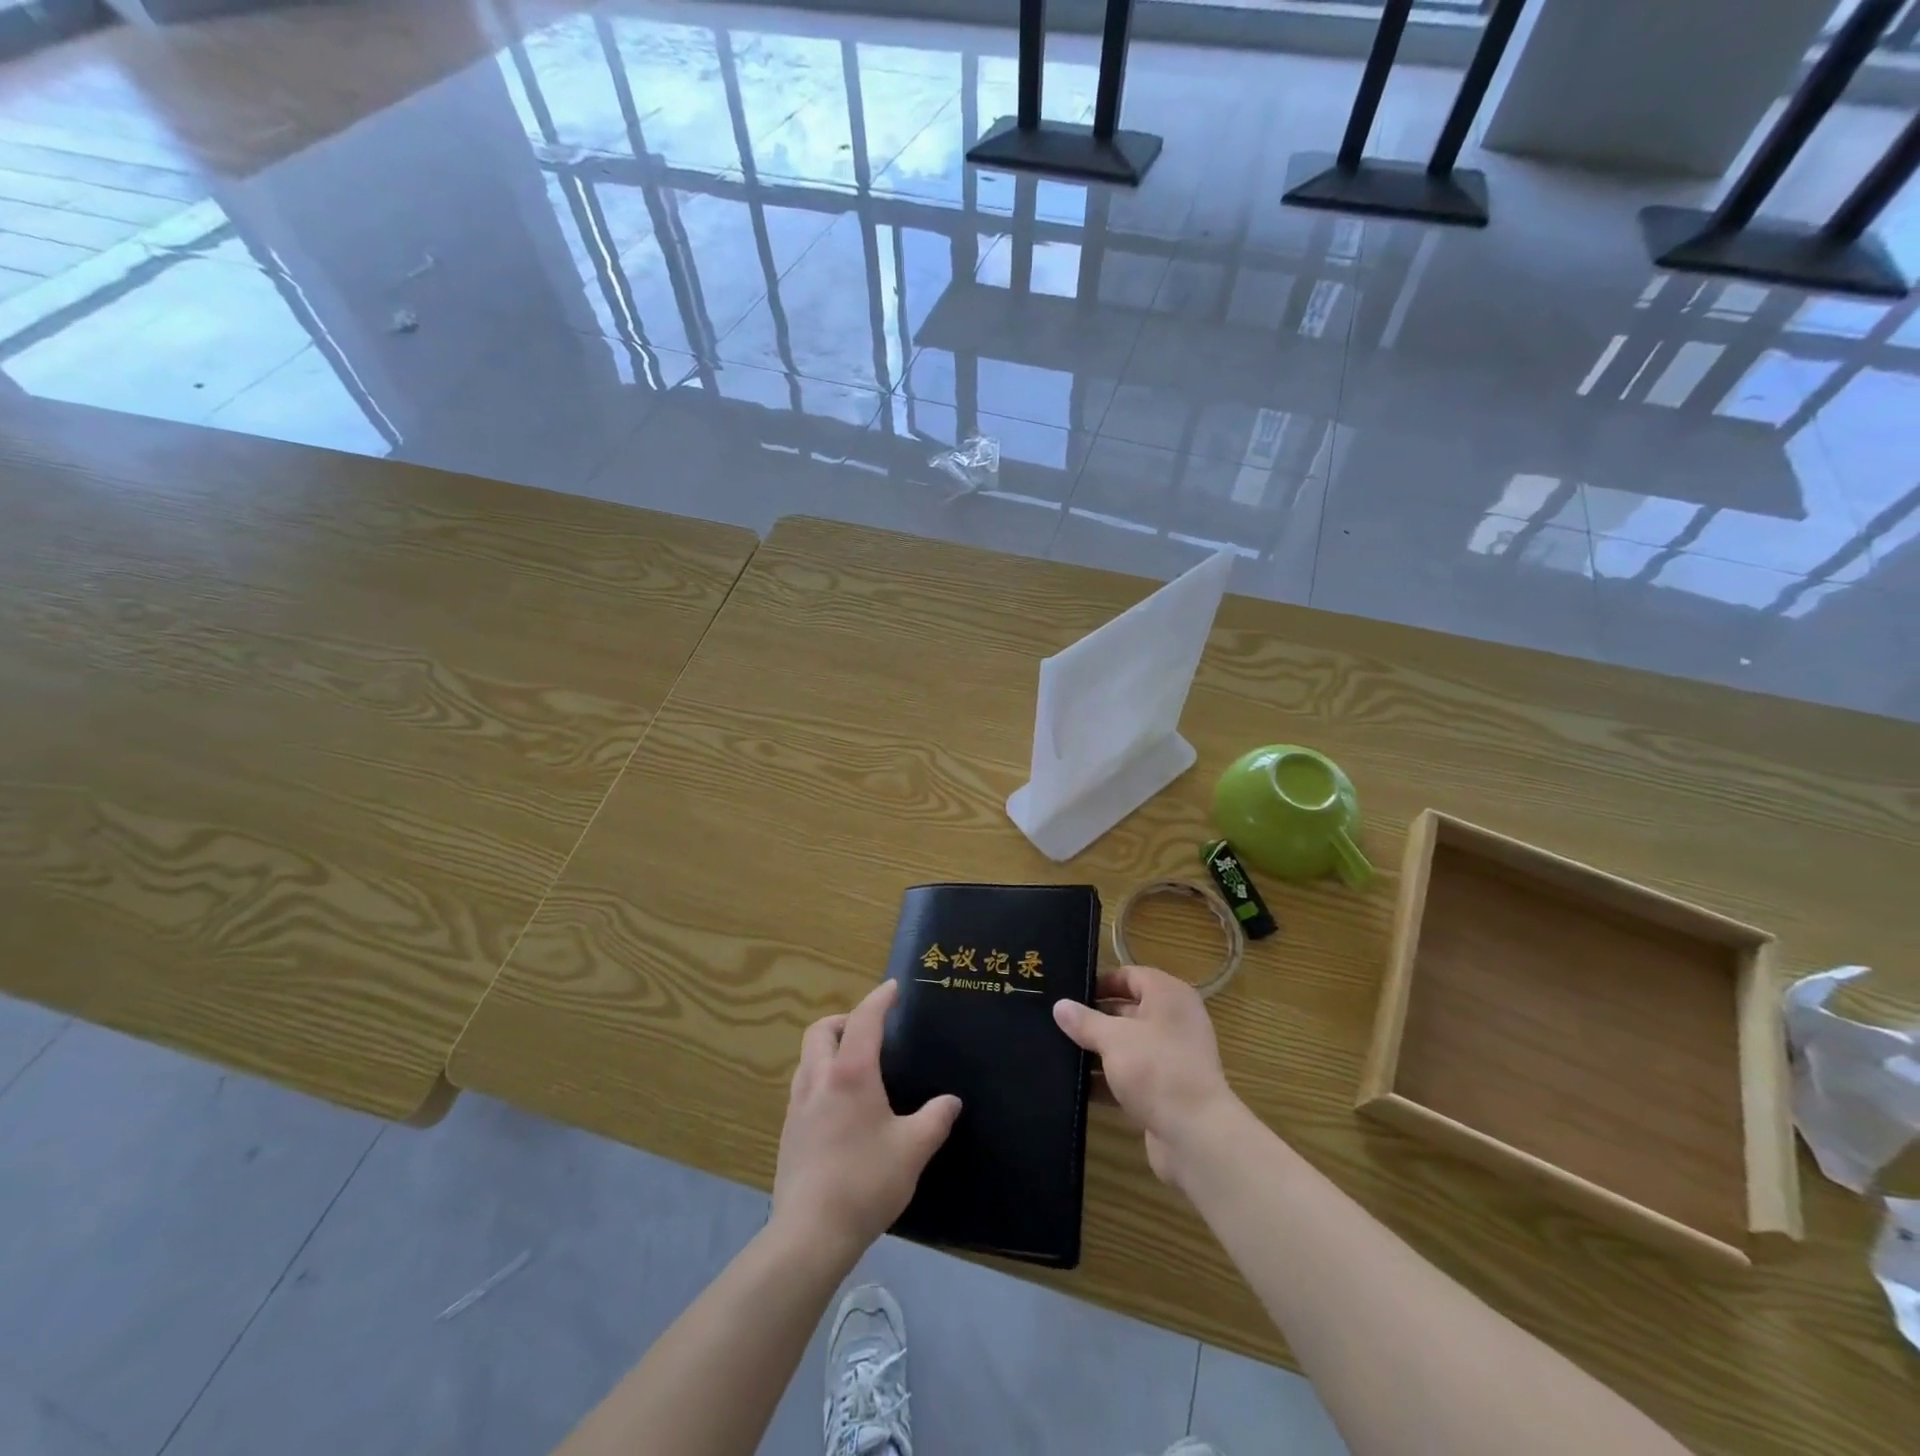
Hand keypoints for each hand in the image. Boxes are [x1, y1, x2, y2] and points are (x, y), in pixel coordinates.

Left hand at [771, 979, 960, 1259]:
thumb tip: (950, 1101)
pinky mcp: (787, 1132)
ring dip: (828, 1048)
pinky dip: (820, 1077)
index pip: (864, 1020)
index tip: (892, 988)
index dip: (879, 999)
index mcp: (851, 1073)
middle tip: (869, 1030)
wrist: (810, 1233)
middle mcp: (819, 1079)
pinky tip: (838, 1106)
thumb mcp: (913, 1149)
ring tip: (854, 1065)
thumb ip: (935, 1120)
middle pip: (822, 1030)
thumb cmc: (866, 1181)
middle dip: (844, 1019)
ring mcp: (797, 1106)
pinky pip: (803, 1086)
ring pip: (807, 1057)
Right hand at [1053, 965, 1238, 1183]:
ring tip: (1059, 1052)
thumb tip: (1059, 1005)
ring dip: (1098, 1051)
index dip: (1101, 982)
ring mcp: (1172, 1057)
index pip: (1131, 976)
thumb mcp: (1113, 1038)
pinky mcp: (1166, 1090)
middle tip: (1056, 1022)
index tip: (1069, 993)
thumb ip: (1085, 1021)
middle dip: (1094, 1018)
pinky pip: (1131, 1076)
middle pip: (1128, 1011)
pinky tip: (1077, 1087)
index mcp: (1168, 996)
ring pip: (1127, 1045)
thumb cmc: (1156, 1069)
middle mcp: (1174, 1021)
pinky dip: (1108, 1079)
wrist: (1196, 1136)